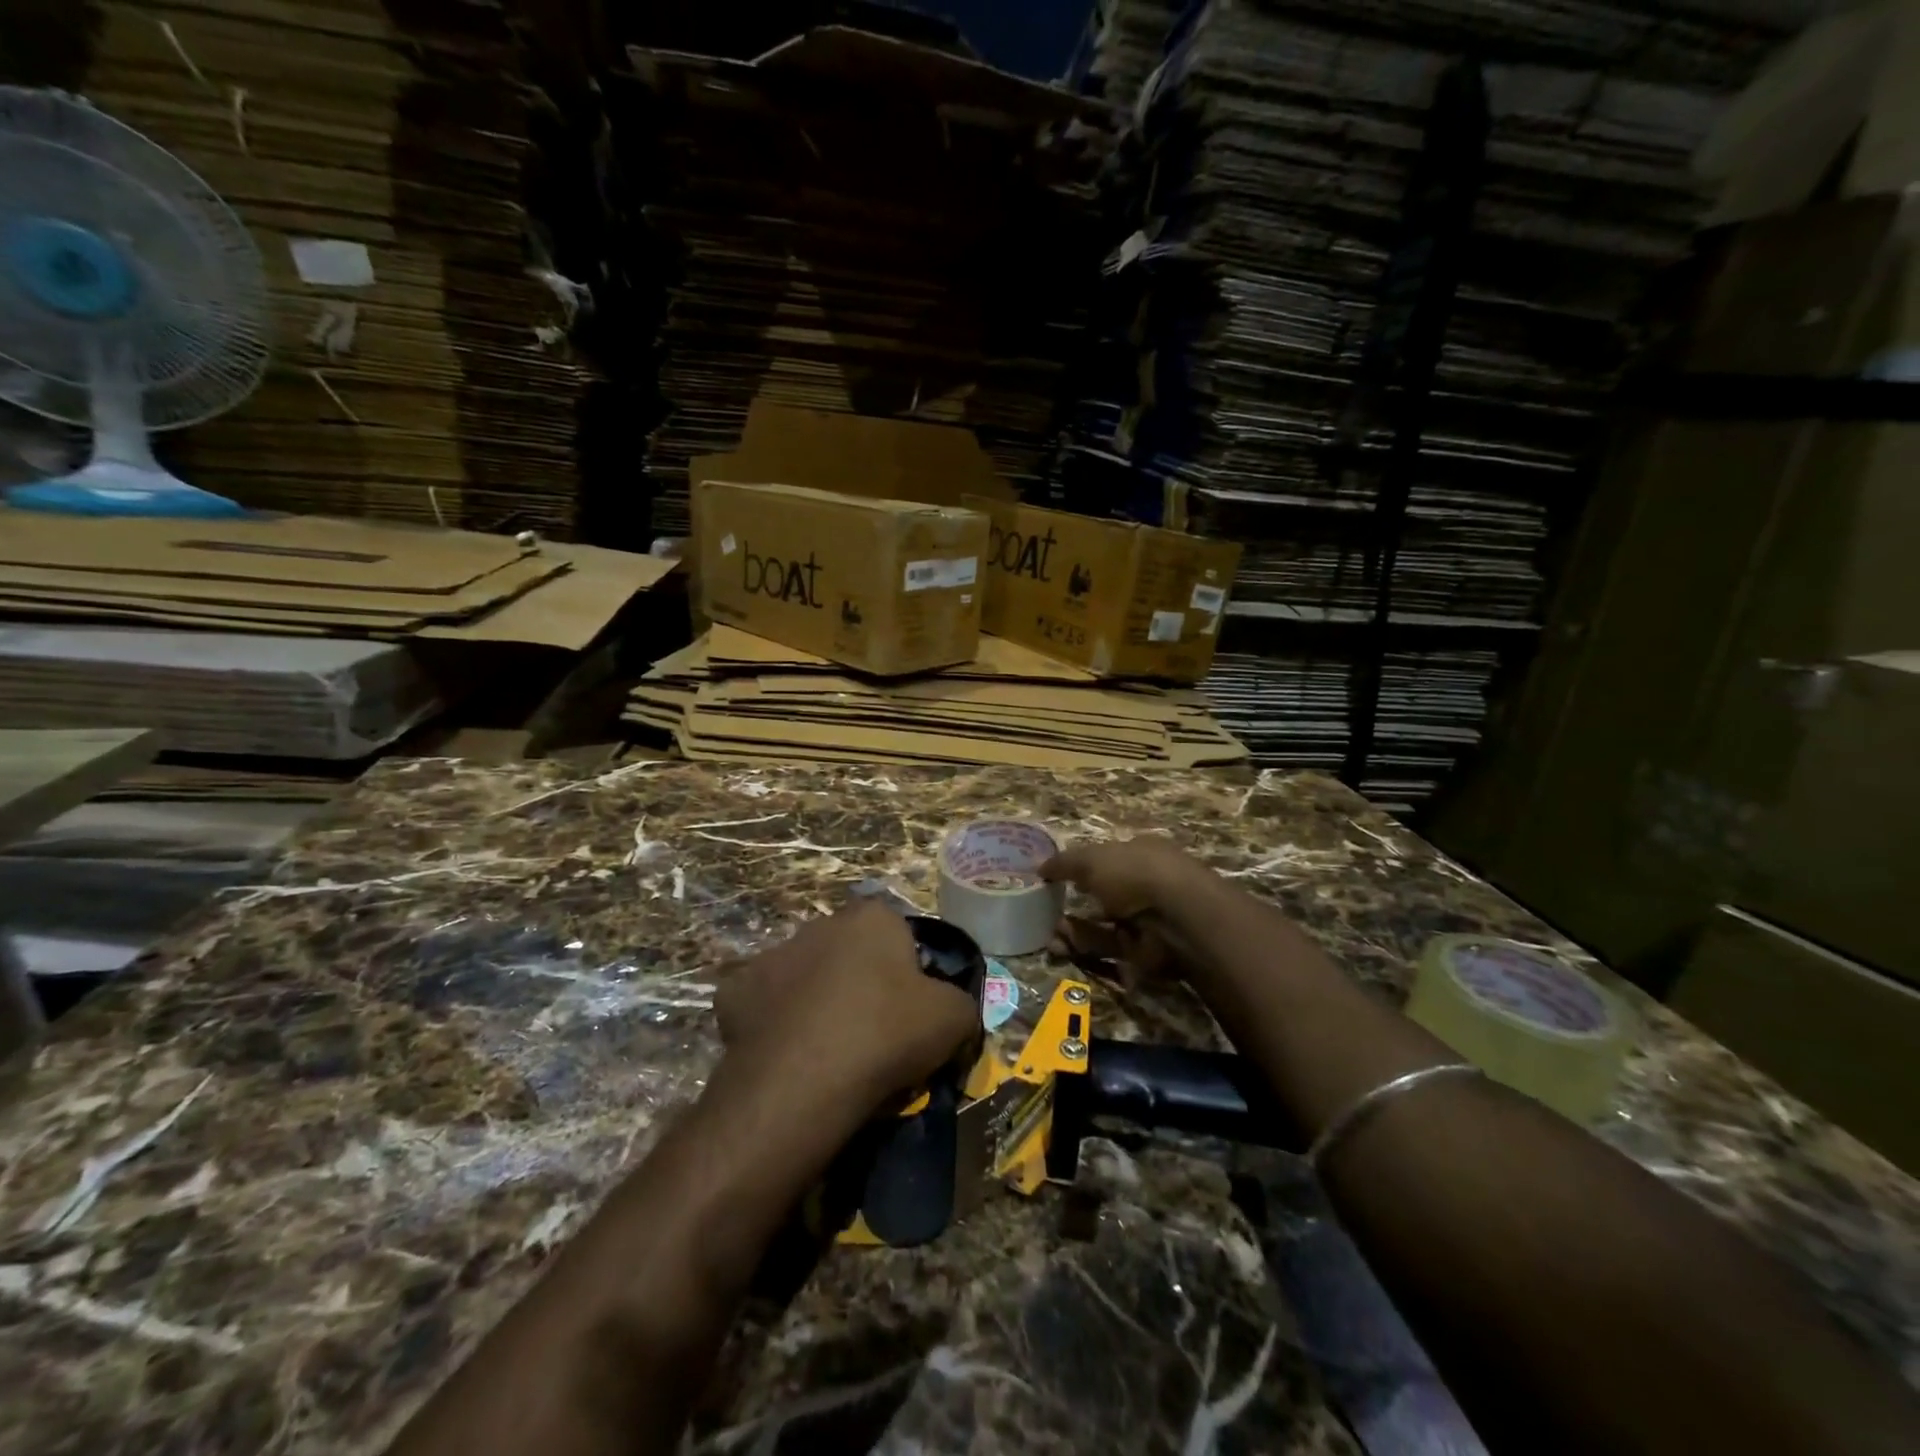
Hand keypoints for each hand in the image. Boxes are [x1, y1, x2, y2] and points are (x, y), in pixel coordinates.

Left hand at [715, 902, 978, 1116]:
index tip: (909, 1014)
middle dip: (859, 983)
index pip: (897, 936)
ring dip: (815, 1001)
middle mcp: (819, 924)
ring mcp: (771, 956)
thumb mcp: (954, 1019)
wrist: (803, 1082)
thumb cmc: (886, 1035)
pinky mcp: (734, 992)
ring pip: (804, 977)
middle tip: (871, 1034)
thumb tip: (952, 1012)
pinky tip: (786, 1056)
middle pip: (848, 952)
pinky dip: (774, 1025)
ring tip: (827, 1051)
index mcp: (871, 918)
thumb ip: (960, 1003)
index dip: (907, 975)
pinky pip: (763, 1006)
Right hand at [1040, 837, 1208, 979]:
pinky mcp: (1144, 951)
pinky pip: (1108, 947)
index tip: (1057, 877)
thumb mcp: (1092, 859)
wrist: (1176, 918)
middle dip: (1075, 902)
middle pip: (1104, 894)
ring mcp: (1147, 919)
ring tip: (1048, 932)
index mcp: (1141, 853)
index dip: (1083, 866)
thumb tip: (1040, 867)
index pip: (1109, 857)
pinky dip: (1085, 945)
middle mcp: (1146, 884)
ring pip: (1103, 924)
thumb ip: (1064, 863)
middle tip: (1047, 910)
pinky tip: (1061, 944)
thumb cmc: (1135, 873)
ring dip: (1075, 927)